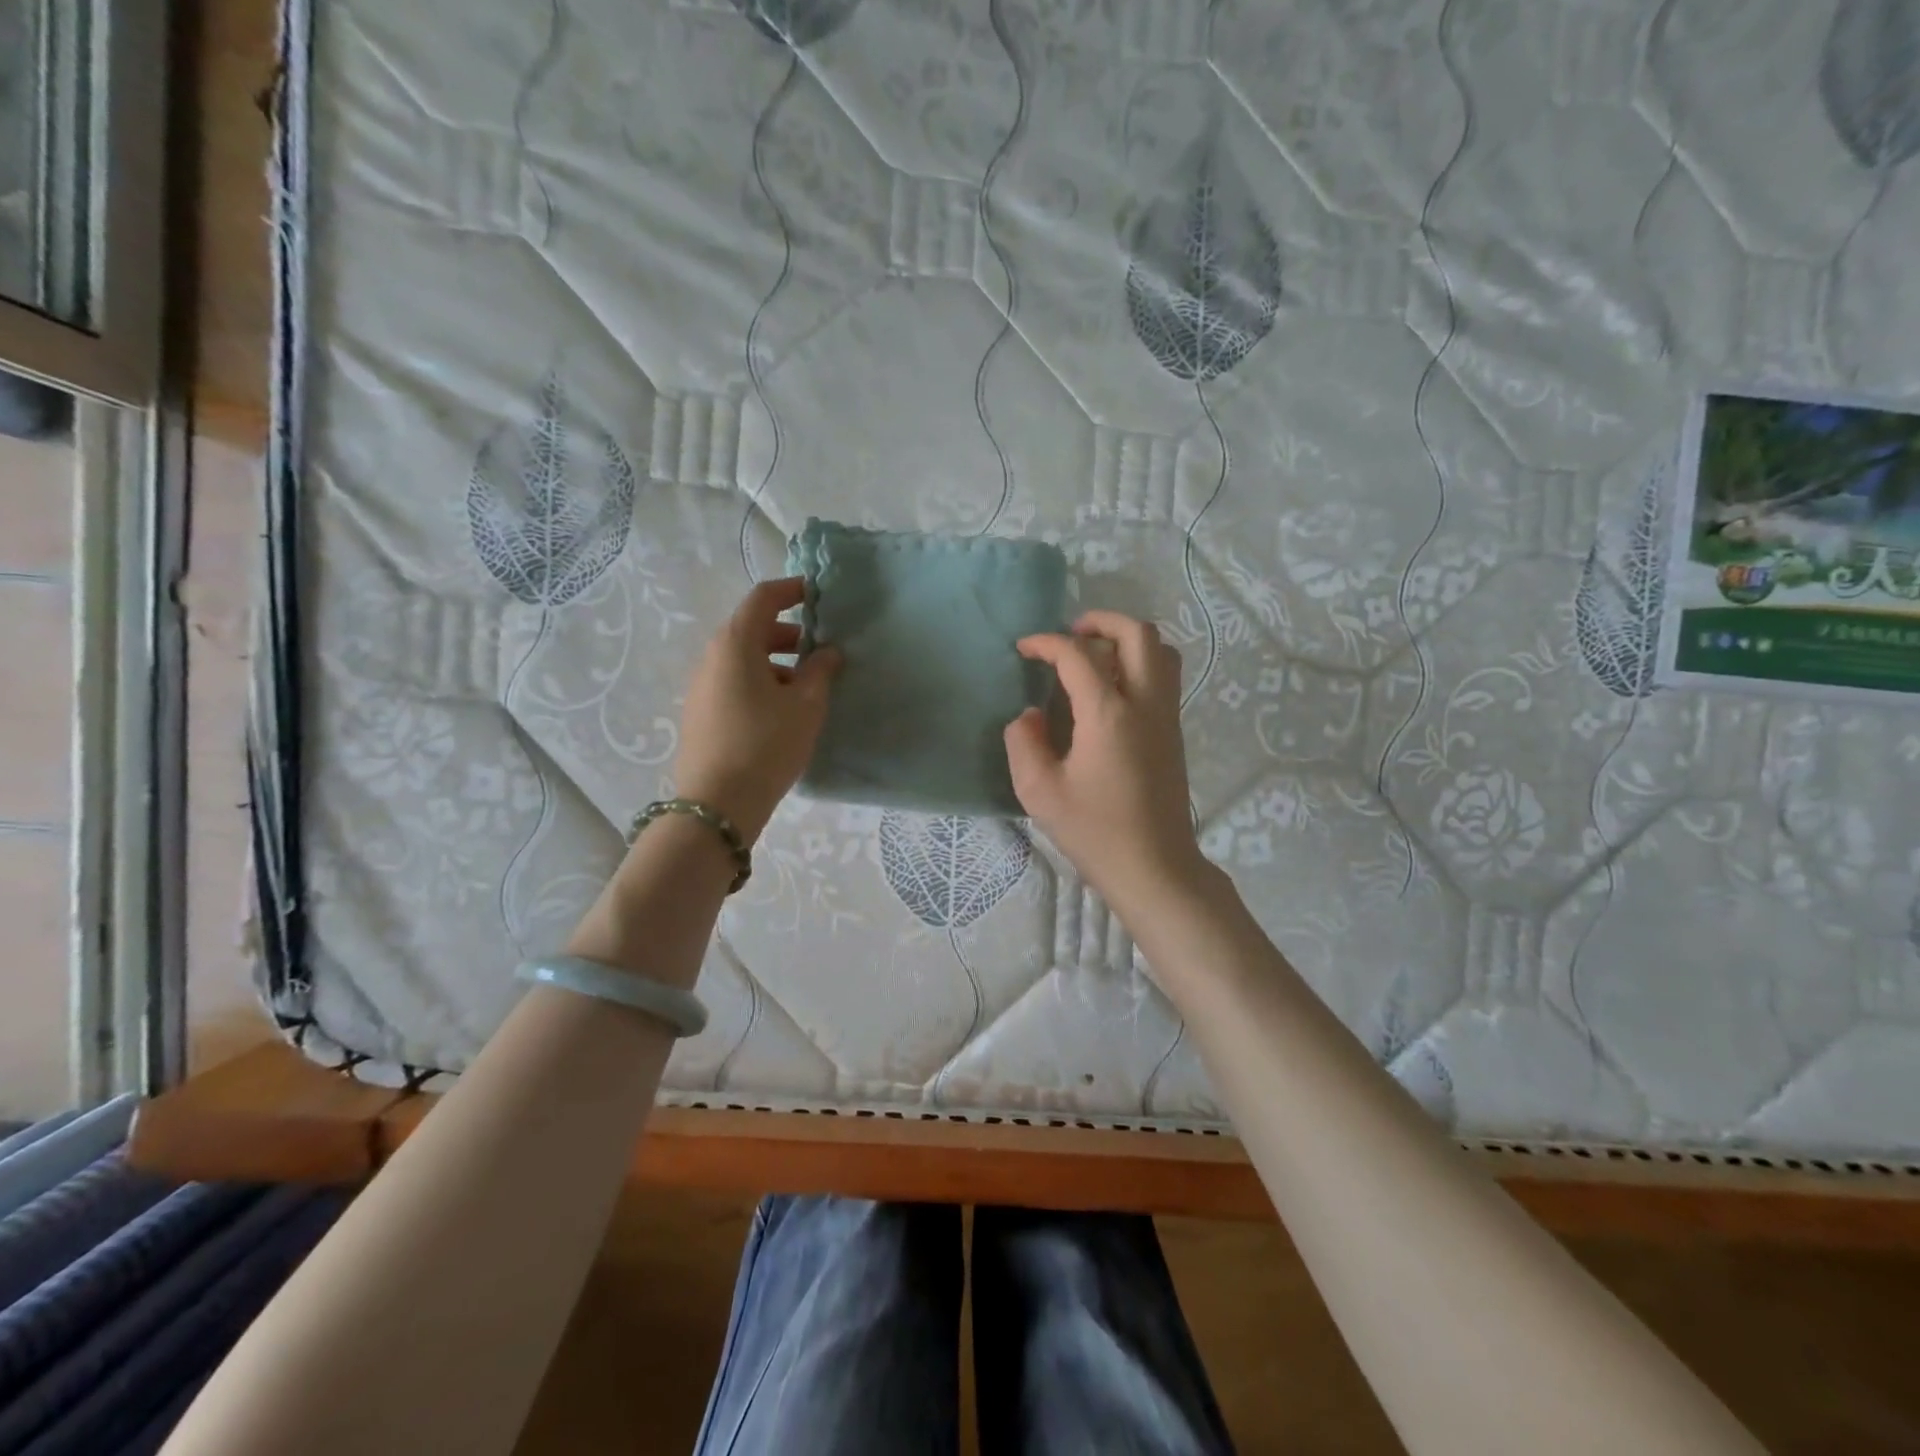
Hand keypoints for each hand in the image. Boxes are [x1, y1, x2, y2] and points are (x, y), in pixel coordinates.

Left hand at [674, 578, 839, 844]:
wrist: (717, 804)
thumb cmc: (767, 744)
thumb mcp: (806, 706)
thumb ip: (820, 671)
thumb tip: (827, 652)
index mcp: (736, 643)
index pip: (763, 598)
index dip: (791, 590)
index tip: (817, 594)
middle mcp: (712, 656)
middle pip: (751, 628)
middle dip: (788, 632)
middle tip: (820, 647)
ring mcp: (702, 686)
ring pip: (743, 658)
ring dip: (776, 661)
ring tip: (808, 685)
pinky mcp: (701, 712)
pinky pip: (734, 682)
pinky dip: (761, 681)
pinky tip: (783, 710)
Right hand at [1004, 610, 1212, 908]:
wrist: (1154, 867)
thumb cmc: (1094, 831)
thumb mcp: (1040, 791)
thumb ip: (1024, 743)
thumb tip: (1030, 715)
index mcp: (1109, 713)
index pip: (1078, 655)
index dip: (1046, 643)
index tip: (1024, 649)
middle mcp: (1145, 703)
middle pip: (1138, 633)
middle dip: (1102, 621)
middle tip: (1071, 633)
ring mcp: (1166, 716)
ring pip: (1161, 650)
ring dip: (1127, 639)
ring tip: (1095, 655)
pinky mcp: (1174, 732)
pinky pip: (1164, 676)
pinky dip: (1140, 663)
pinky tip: (1111, 690)